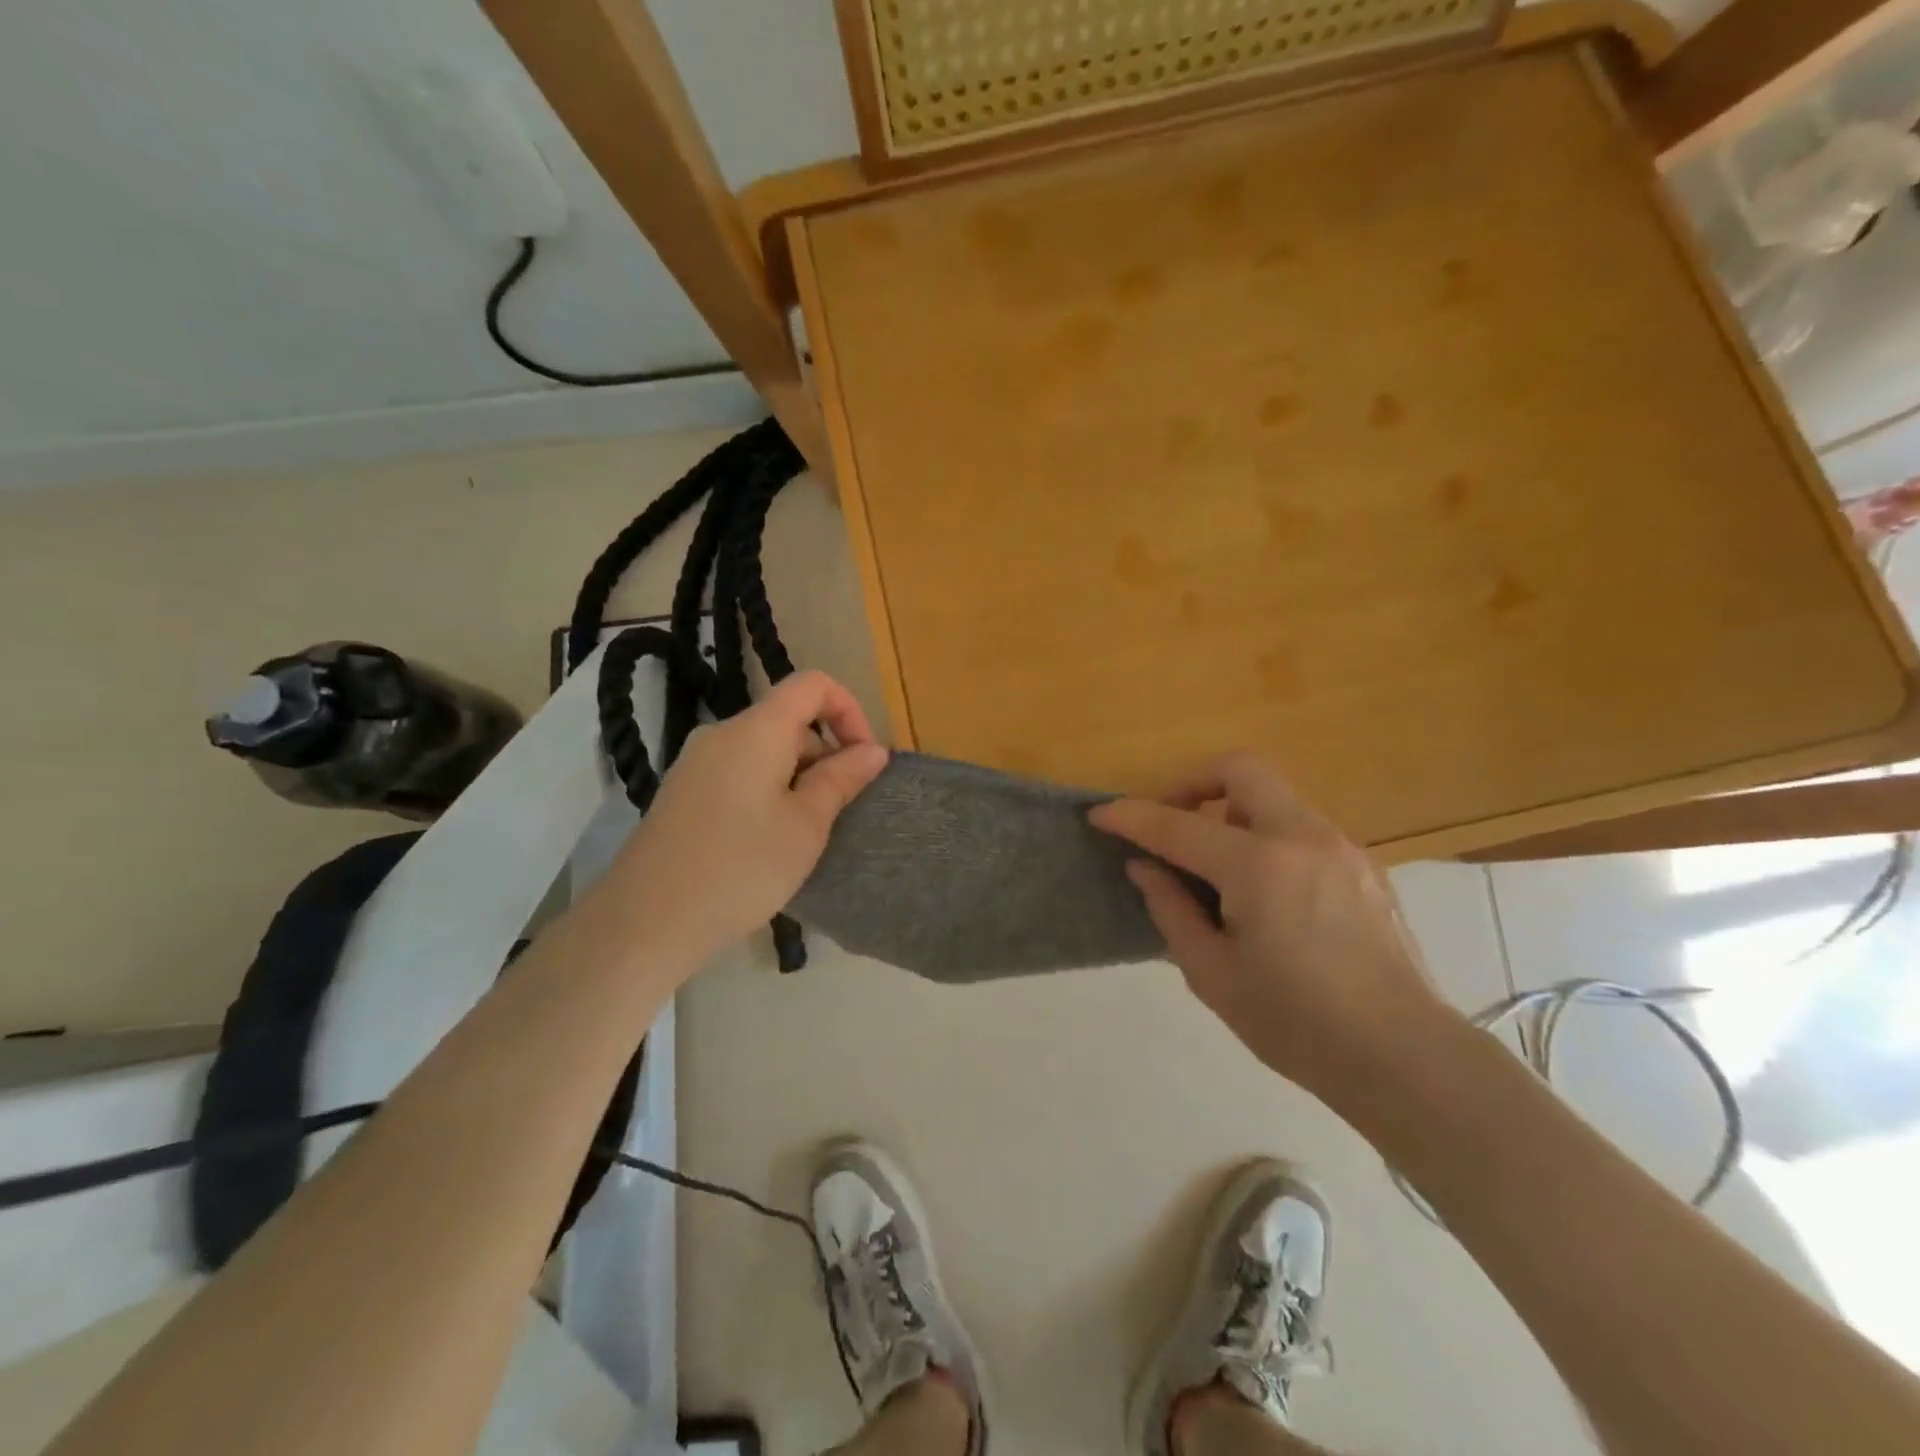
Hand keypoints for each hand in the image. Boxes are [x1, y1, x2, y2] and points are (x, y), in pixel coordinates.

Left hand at [611, 671, 887, 963]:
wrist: (645, 921)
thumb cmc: (741, 868)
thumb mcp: (806, 825)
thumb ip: (842, 779)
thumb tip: (873, 750)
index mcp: (756, 730)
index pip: (813, 684)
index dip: (849, 710)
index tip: (863, 760)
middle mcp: (722, 733)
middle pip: (789, 721)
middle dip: (825, 756)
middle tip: (837, 814)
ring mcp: (696, 763)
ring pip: (765, 751)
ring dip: (798, 779)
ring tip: (803, 837)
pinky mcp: (683, 793)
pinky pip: (739, 774)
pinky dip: (768, 792)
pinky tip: (767, 844)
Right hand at [1089, 752, 1447, 1099]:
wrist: (1404, 1057)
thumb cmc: (1297, 1025)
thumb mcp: (1212, 975)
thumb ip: (1170, 910)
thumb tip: (1144, 867)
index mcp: (1259, 867)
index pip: (1177, 825)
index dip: (1131, 817)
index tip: (1100, 815)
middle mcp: (1302, 838)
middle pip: (1240, 769)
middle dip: (1191, 783)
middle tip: (1170, 823)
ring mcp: (1340, 846)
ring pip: (1273, 797)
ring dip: (1231, 813)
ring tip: (1216, 869)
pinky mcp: (1363, 864)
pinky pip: (1300, 827)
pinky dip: (1266, 837)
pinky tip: (1264, 892)